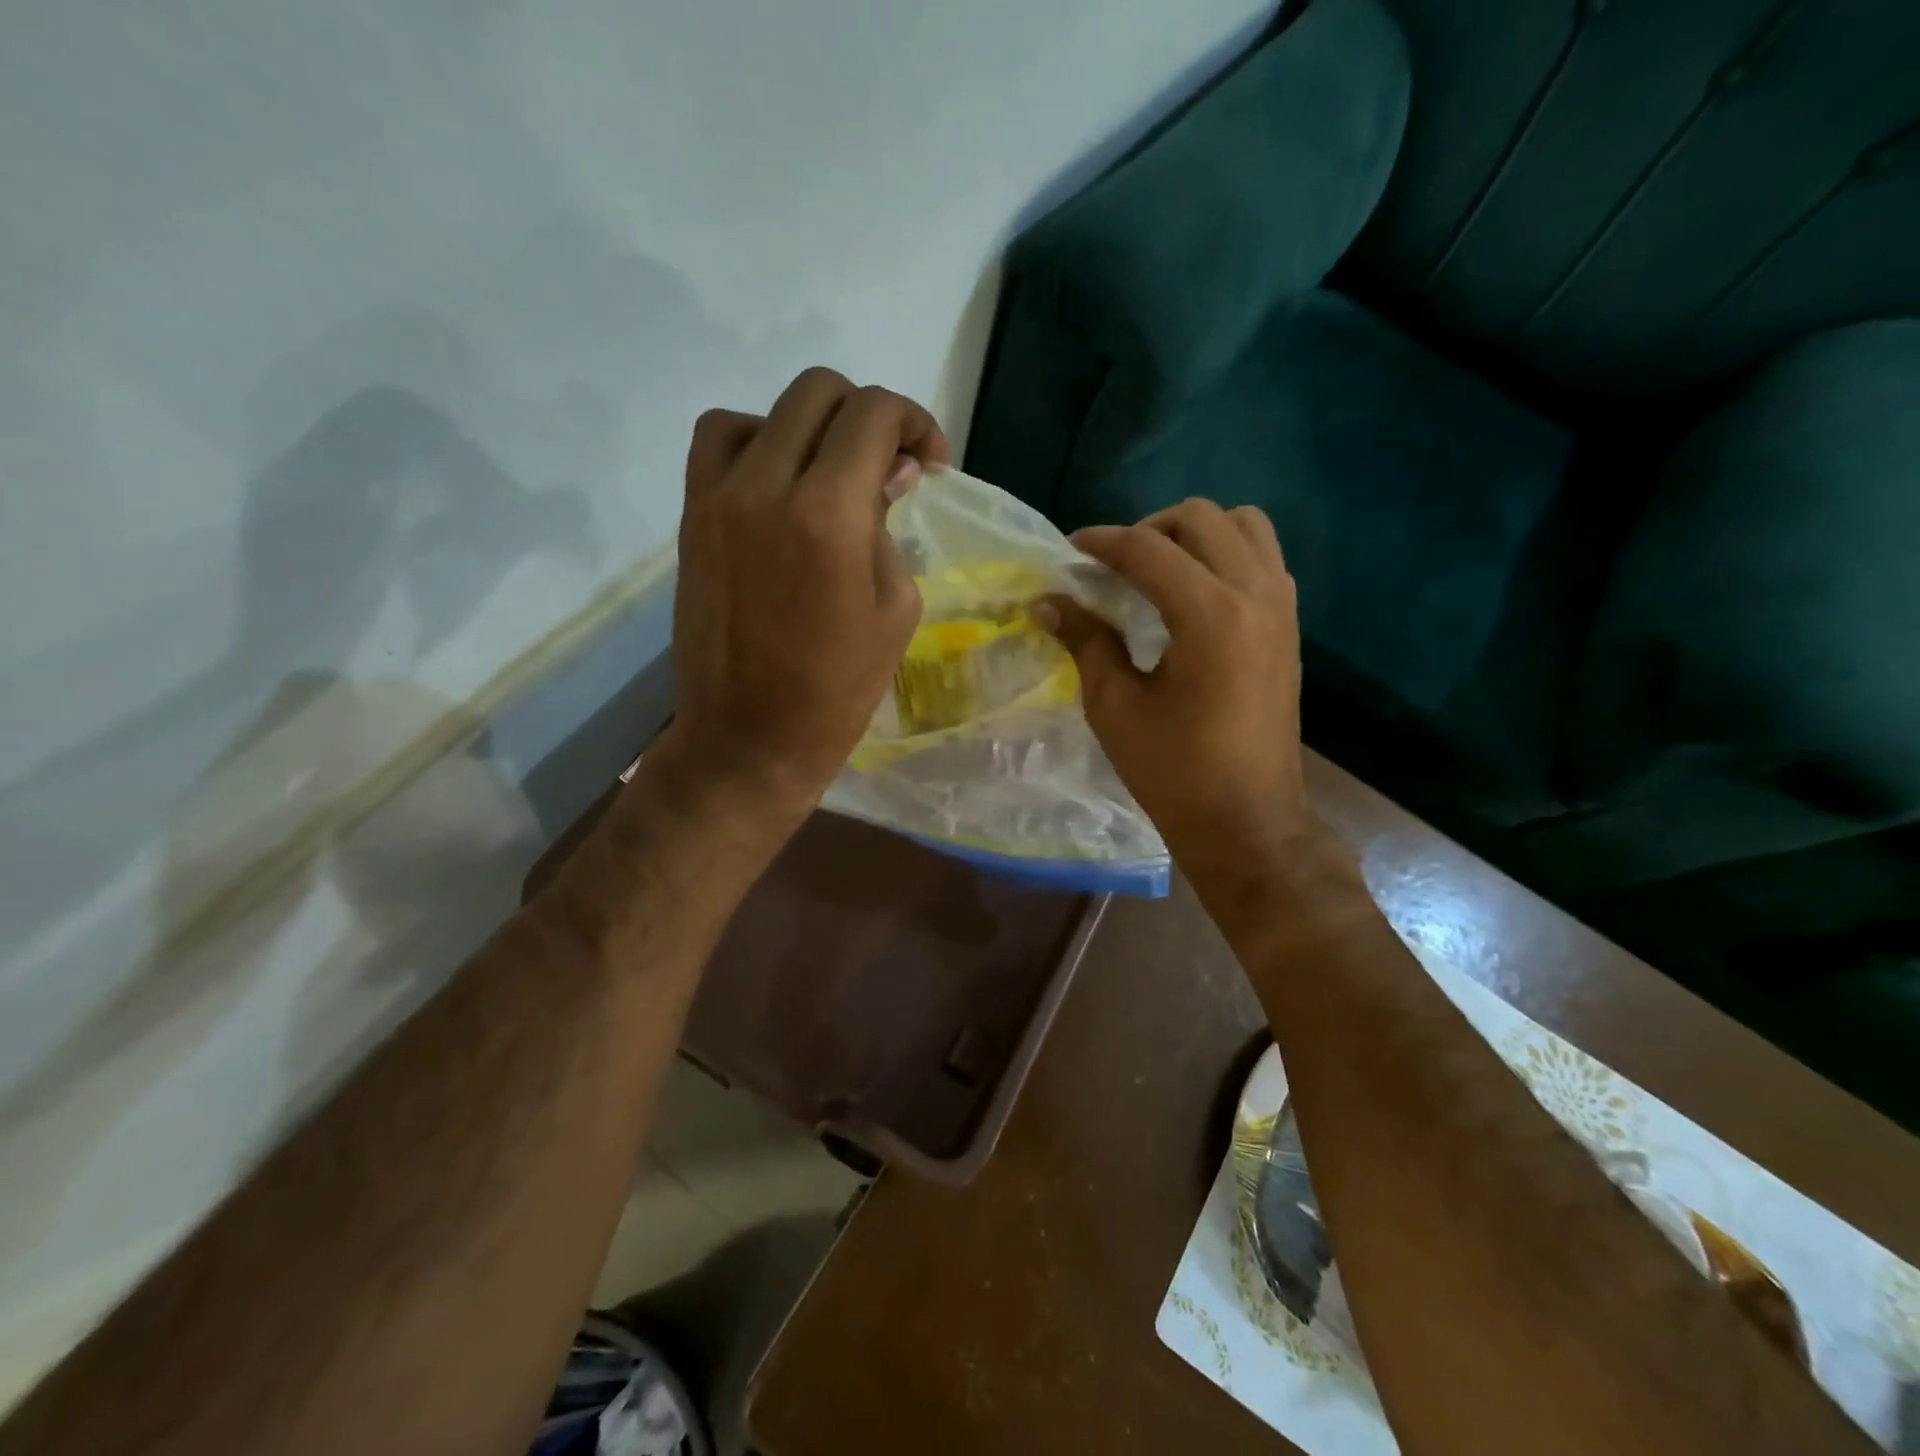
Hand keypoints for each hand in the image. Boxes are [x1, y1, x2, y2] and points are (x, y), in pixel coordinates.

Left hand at [654, 367, 947, 820]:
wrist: (749, 737)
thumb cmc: (838, 688)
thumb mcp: (895, 607)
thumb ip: (889, 526)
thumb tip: (888, 473)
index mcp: (829, 512)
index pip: (873, 413)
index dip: (913, 422)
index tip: (928, 463)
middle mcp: (766, 484)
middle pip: (819, 392)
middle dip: (867, 416)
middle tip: (887, 465)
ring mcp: (718, 497)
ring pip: (765, 410)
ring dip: (810, 425)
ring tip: (829, 473)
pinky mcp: (692, 517)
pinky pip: (719, 443)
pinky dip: (756, 443)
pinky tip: (779, 486)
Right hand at [1038, 498, 1317, 885]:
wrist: (1248, 820)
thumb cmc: (1173, 770)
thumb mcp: (1114, 705)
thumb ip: (1085, 640)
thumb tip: (1047, 601)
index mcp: (1209, 615)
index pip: (1148, 549)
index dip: (1102, 542)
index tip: (1070, 552)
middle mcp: (1254, 594)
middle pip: (1201, 518)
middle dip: (1149, 529)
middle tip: (1114, 566)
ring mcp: (1281, 607)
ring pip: (1244, 526)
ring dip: (1195, 535)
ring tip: (1158, 570)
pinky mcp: (1289, 625)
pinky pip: (1262, 557)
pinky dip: (1224, 555)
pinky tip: (1191, 595)